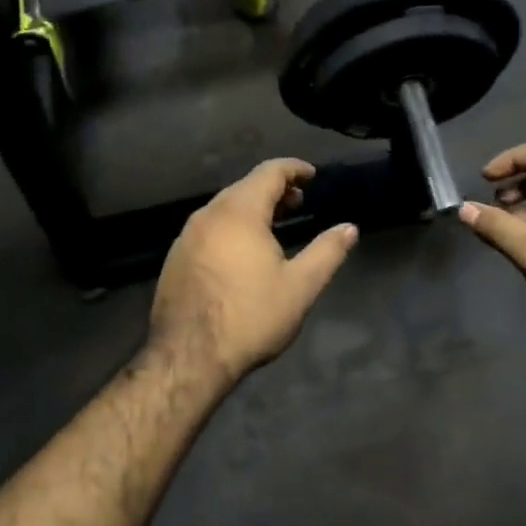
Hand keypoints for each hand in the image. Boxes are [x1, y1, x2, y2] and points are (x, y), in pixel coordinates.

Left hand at [150, 159, 358, 388]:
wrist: (188, 356)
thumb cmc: (250, 317)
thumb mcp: (300, 286)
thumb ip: (327, 252)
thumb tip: (349, 228)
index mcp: (239, 212)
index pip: (269, 172)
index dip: (294, 169)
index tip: (312, 175)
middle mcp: (208, 214)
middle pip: (244, 187)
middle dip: (274, 189)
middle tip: (298, 203)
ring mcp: (186, 236)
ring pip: (224, 208)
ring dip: (252, 208)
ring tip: (274, 226)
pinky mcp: (175, 258)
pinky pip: (209, 228)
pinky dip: (231, 226)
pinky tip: (242, 252)